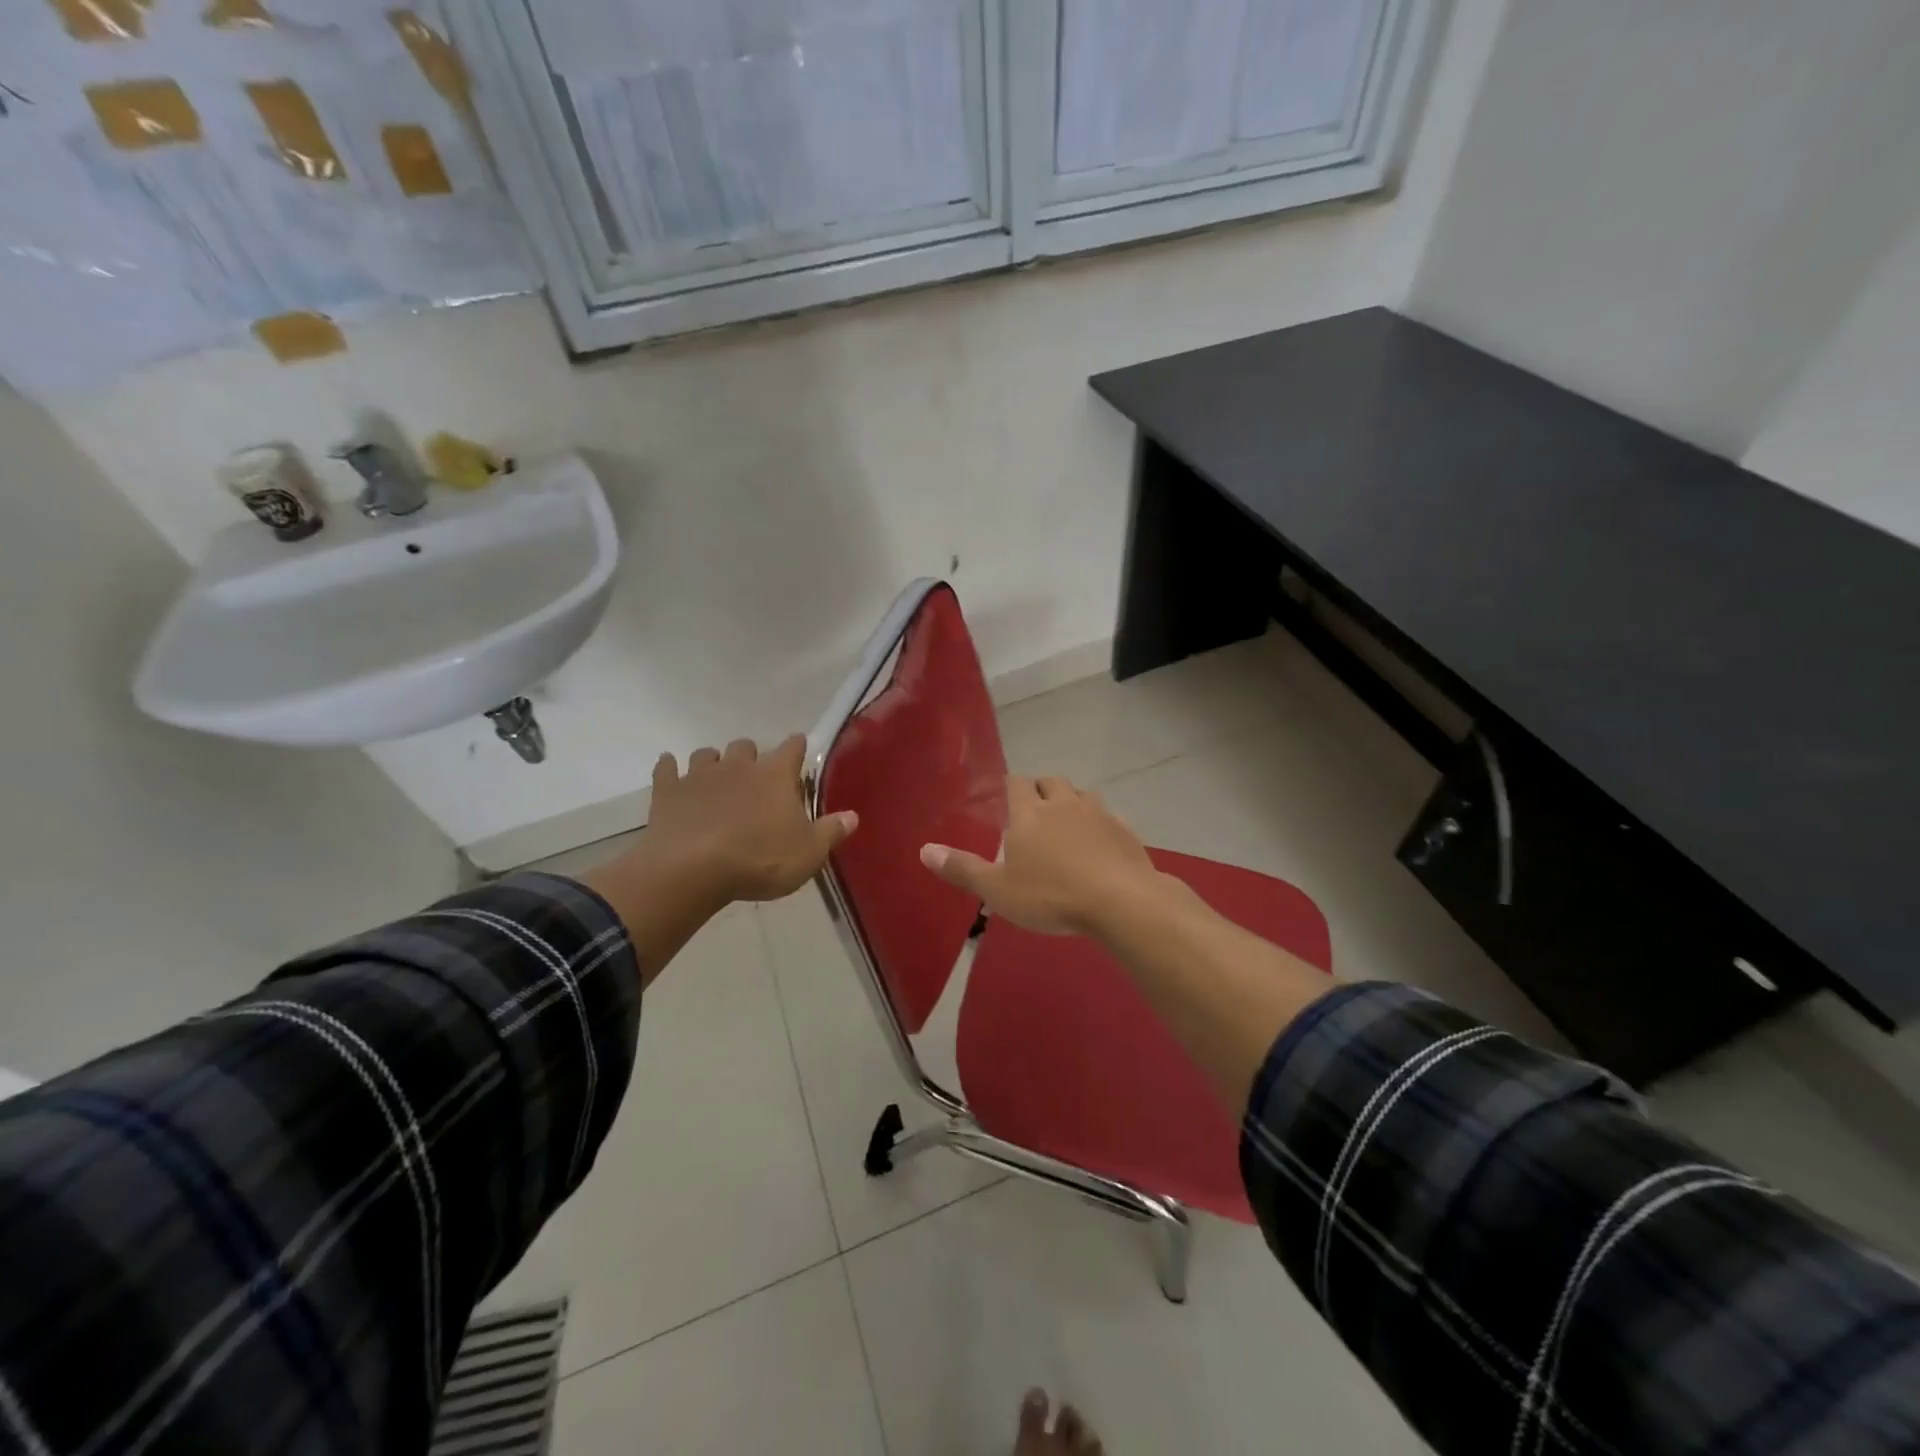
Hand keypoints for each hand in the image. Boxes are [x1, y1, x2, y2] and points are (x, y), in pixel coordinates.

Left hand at [642, 735, 856, 905]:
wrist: (692, 870)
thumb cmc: (759, 860)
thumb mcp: (808, 853)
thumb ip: (831, 831)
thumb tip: (853, 815)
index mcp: (775, 776)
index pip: (792, 748)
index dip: (797, 747)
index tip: (798, 748)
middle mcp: (738, 766)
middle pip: (746, 746)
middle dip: (751, 756)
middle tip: (754, 778)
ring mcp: (699, 775)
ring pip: (707, 754)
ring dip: (713, 763)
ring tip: (716, 780)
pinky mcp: (668, 790)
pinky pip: (666, 768)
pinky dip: (670, 769)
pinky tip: (671, 772)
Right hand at [920, 776, 1164, 935]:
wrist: (1121, 901)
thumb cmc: (1051, 895)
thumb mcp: (998, 890)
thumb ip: (963, 869)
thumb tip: (924, 850)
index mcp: (1030, 813)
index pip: (1016, 783)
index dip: (1010, 786)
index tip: (1006, 796)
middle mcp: (1064, 804)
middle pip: (1051, 781)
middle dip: (1041, 789)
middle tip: (1034, 810)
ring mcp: (1099, 814)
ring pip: (1082, 794)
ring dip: (1072, 802)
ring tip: (1066, 824)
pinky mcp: (1125, 831)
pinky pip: (1109, 817)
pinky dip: (1100, 824)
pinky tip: (1099, 845)